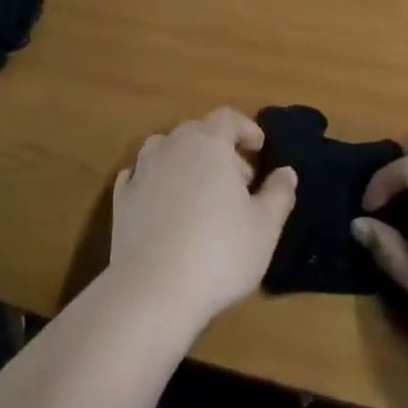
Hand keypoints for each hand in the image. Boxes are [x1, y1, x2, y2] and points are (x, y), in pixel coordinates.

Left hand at [108, 108, 296, 336]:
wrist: (153, 290)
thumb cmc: (219, 252)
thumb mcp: (264, 227)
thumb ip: (279, 193)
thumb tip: (286, 172)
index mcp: (209, 143)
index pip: (228, 117)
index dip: (246, 128)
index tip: (259, 149)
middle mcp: (173, 146)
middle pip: (198, 130)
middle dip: (220, 147)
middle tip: (239, 180)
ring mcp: (142, 170)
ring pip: (166, 148)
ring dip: (186, 160)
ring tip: (201, 191)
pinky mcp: (121, 197)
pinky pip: (141, 175)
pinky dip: (156, 180)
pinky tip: (164, 203)